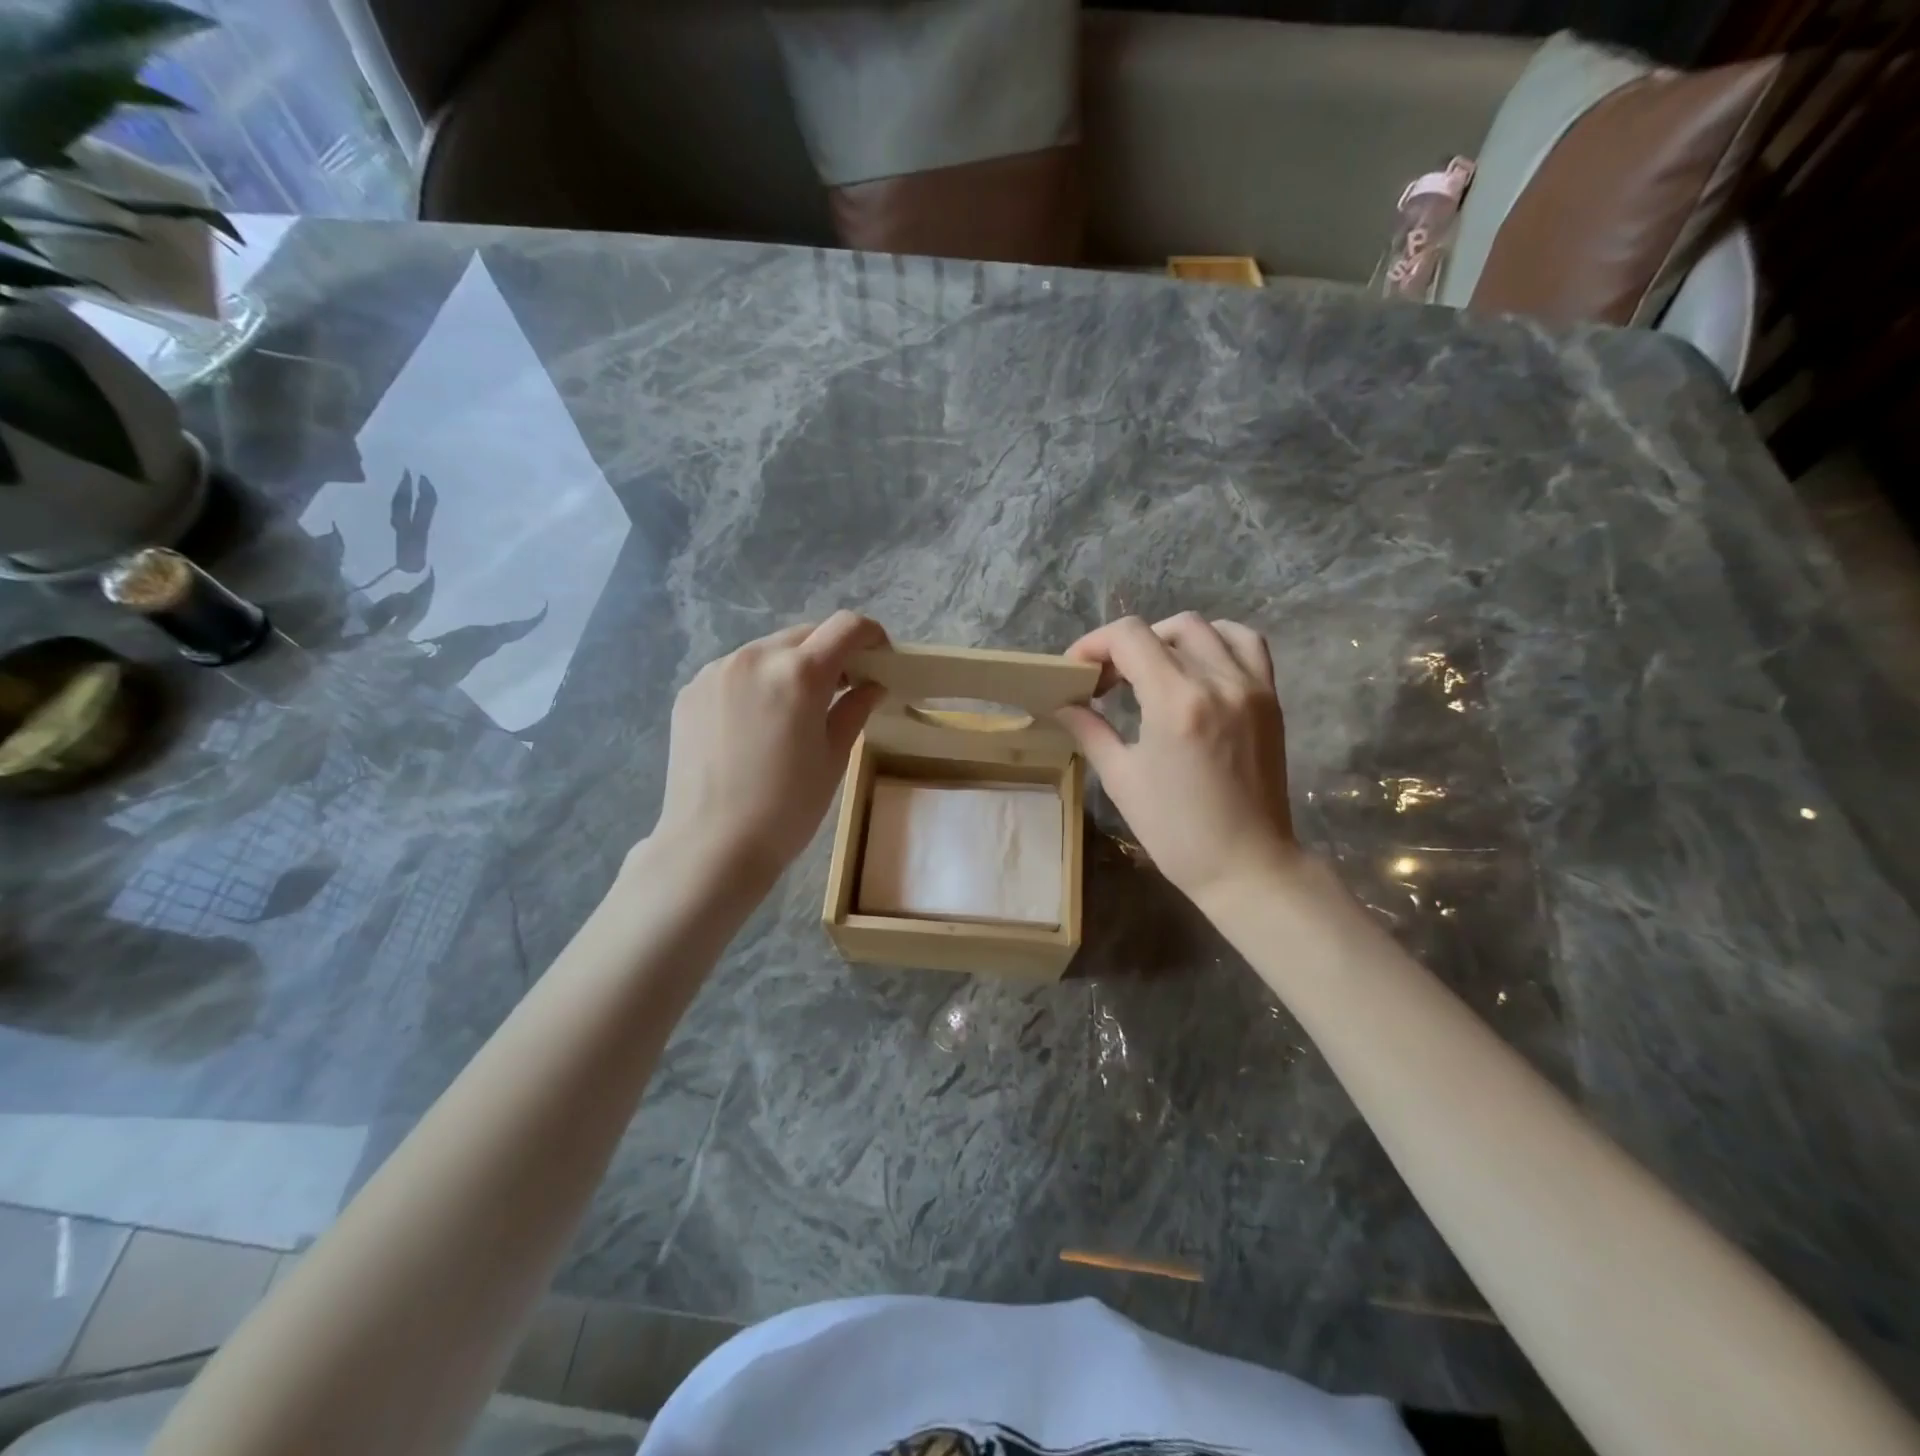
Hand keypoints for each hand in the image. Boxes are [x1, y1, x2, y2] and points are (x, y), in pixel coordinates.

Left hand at [651, 612, 887, 883]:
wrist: (711, 845)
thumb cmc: (786, 808)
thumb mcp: (833, 758)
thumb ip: (854, 709)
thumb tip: (871, 685)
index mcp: (799, 673)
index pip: (845, 627)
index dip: (870, 634)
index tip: (879, 657)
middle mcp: (755, 657)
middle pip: (806, 634)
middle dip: (831, 652)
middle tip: (843, 688)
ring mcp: (717, 671)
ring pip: (768, 650)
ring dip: (791, 666)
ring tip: (796, 709)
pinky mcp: (692, 691)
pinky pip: (736, 671)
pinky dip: (757, 682)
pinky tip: (757, 723)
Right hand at [1057, 613, 1298, 908]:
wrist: (1247, 864)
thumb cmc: (1176, 831)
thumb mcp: (1122, 779)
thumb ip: (1090, 730)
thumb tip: (1063, 704)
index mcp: (1176, 702)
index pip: (1129, 637)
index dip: (1093, 644)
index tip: (1077, 671)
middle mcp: (1218, 681)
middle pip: (1163, 628)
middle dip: (1124, 646)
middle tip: (1106, 681)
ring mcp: (1251, 686)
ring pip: (1205, 628)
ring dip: (1168, 639)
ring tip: (1151, 671)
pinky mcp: (1270, 698)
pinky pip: (1246, 644)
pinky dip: (1215, 642)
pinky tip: (1196, 667)